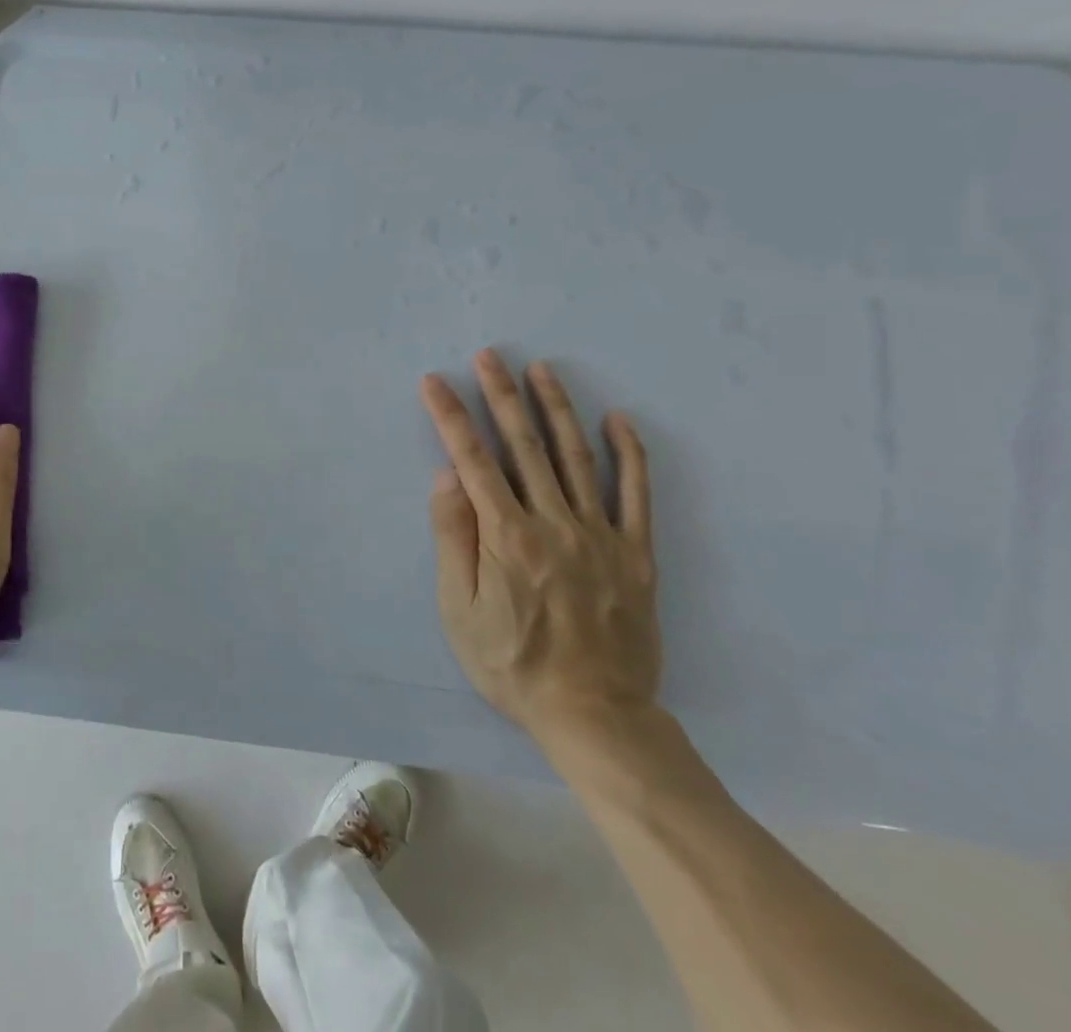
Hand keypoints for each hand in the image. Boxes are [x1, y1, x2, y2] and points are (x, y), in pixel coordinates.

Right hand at [419, 350, 658, 750]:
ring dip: (557, 408)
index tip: (435, 381)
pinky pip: (635, 495)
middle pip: (524, 445)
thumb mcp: (460, 610)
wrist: (595, 716)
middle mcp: (553, 522)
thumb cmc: (512, 663)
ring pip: (576, 457)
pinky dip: (629, 454)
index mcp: (506, 535)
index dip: (451, 415)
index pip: (472, 459)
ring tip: (542, 370)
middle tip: (490, 355)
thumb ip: (454, 538)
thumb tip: (447, 477)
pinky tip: (619, 420)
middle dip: (502, 395)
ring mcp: (600, 534)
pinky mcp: (635, 553)